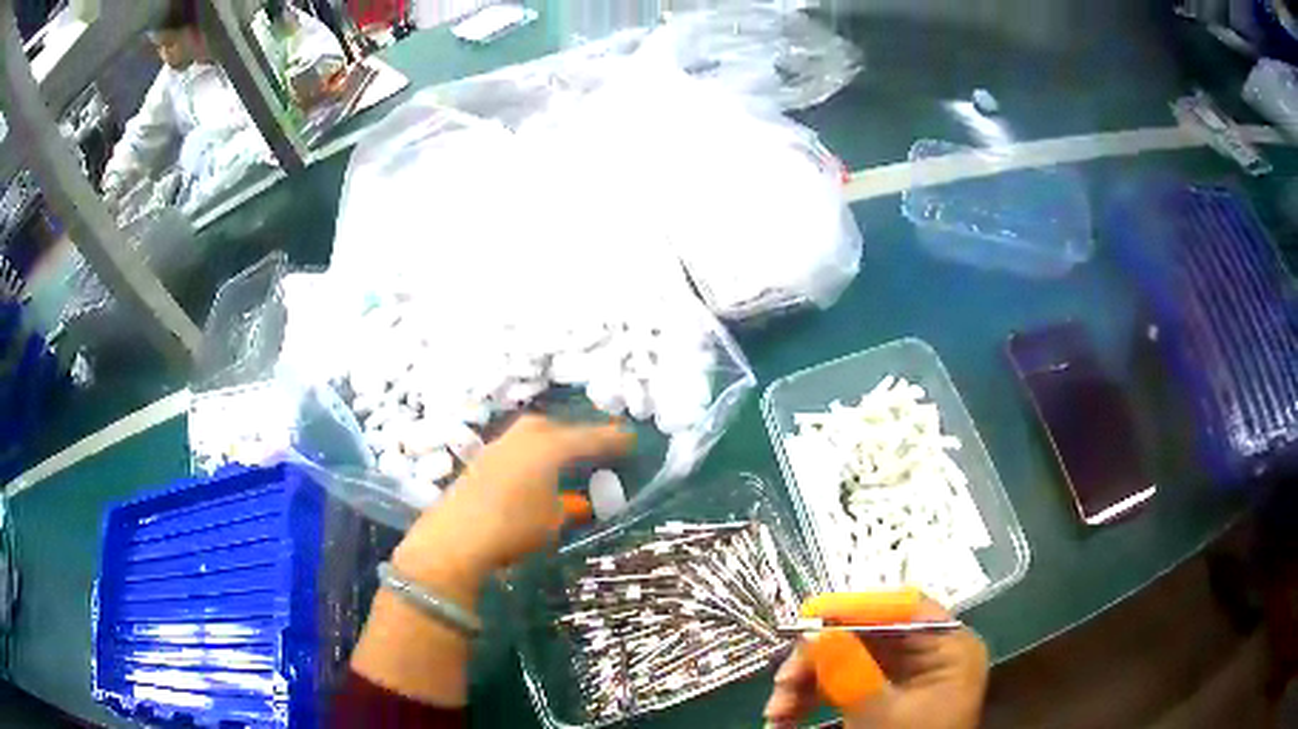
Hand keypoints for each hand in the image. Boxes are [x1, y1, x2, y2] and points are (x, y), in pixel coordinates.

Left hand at [391, 415, 633, 599]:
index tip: (630, 438)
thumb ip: (569, 508)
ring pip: (531, 436)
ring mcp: (497, 447)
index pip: (589, 438)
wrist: (456, 537)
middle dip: (575, 435)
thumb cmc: (514, 527)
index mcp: (549, 447)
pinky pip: (515, 449)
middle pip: (555, 428)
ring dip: (550, 445)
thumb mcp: (552, 521)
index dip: (611, 440)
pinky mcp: (480, 462)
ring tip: (563, 460)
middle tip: (593, 447)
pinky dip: (530, 457)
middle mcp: (523, 438)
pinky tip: (532, 475)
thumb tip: (580, 503)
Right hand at [764, 599, 987, 728]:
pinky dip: (812, 698)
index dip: (854, 609)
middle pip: (865, 635)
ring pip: (846, 659)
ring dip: (805, 683)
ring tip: (776, 713)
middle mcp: (928, 651)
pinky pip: (842, 682)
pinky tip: (785, 717)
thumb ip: (851, 673)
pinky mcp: (882, 692)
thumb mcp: (881, 715)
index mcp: (948, 646)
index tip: (808, 621)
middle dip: (817, 660)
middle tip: (782, 682)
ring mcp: (904, 673)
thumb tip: (815, 631)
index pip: (902, 608)